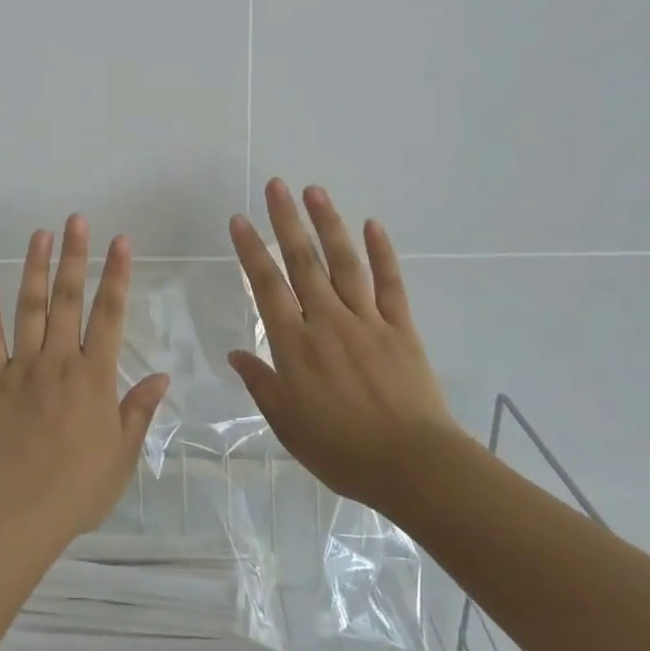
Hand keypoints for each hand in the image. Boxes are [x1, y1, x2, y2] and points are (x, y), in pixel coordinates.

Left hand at [0, 215, 170, 543]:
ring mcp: (21, 366)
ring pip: (29, 307)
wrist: (17, 509)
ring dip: (35, 267)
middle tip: (76, 219)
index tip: (120, 241)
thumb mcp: (122, 454)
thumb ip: (140, 410)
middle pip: (67, 298)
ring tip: (40, 233)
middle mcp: (58, 360)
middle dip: (74, 256)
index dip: (117, 275)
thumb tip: (162, 376)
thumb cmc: (77, 487)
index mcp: (94, 376)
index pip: (109, 314)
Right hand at [227, 179, 463, 506]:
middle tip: (276, 185)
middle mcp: (327, 322)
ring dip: (328, 224)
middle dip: (286, 221)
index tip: (239, 219)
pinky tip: (373, 225)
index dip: (250, 250)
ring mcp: (367, 321)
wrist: (414, 465)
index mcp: (295, 345)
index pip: (266, 287)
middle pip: (303, 262)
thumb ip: (261, 384)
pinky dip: (382, 253)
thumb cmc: (342, 450)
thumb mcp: (288, 425)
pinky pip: (390, 284)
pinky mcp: (401, 328)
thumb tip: (235, 354)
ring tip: (315, 191)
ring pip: (344, 263)